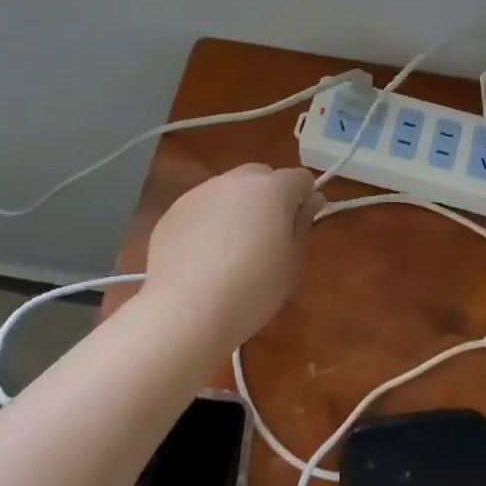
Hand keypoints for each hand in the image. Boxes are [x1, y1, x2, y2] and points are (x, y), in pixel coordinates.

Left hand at [143, 164, 321, 346]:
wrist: (186, 310)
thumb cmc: (253, 289)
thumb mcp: (292, 263)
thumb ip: (303, 224)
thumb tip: (311, 199)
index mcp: (273, 189)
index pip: (300, 178)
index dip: (304, 199)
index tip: (299, 226)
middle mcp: (237, 180)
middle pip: (262, 176)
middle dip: (270, 196)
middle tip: (267, 235)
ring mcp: (201, 192)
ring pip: (229, 189)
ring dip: (237, 207)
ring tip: (230, 249)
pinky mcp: (174, 210)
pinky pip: (202, 207)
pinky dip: (208, 221)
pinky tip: (203, 256)